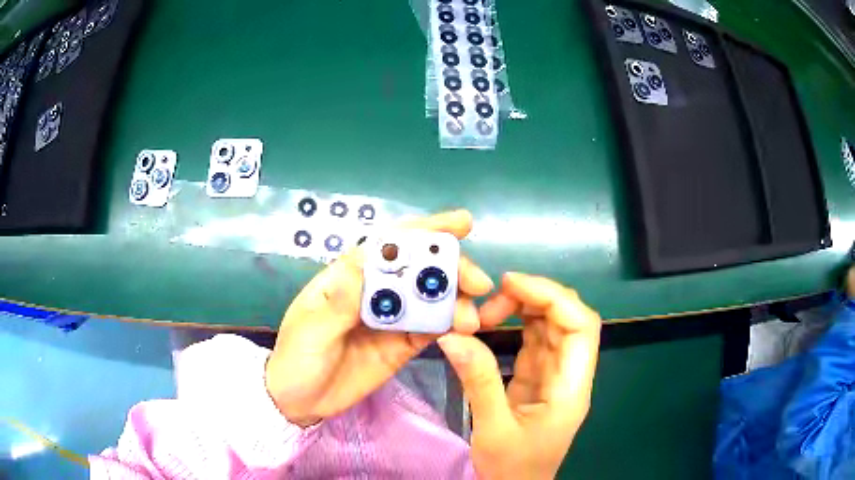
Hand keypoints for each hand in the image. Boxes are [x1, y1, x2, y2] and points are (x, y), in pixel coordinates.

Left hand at [265, 210, 494, 426]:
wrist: (300, 401)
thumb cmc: (297, 359)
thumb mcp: (309, 331)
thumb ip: (337, 304)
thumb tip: (360, 264)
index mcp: (350, 276)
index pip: (390, 245)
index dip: (425, 231)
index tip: (461, 224)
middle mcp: (375, 292)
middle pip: (417, 269)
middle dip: (450, 268)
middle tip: (478, 282)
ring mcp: (392, 319)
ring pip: (430, 299)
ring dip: (455, 302)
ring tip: (472, 319)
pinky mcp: (402, 345)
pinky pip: (430, 330)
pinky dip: (449, 327)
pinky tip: (463, 331)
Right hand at [438, 273, 600, 479]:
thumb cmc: (513, 468)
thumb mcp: (493, 428)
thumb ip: (478, 381)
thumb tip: (453, 335)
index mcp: (571, 388)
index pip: (581, 327)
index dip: (553, 297)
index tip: (513, 284)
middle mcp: (569, 375)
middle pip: (568, 320)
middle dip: (536, 298)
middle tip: (494, 297)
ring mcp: (555, 376)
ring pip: (551, 328)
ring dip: (525, 310)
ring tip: (489, 310)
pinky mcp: (538, 379)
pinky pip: (535, 342)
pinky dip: (517, 326)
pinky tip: (495, 323)